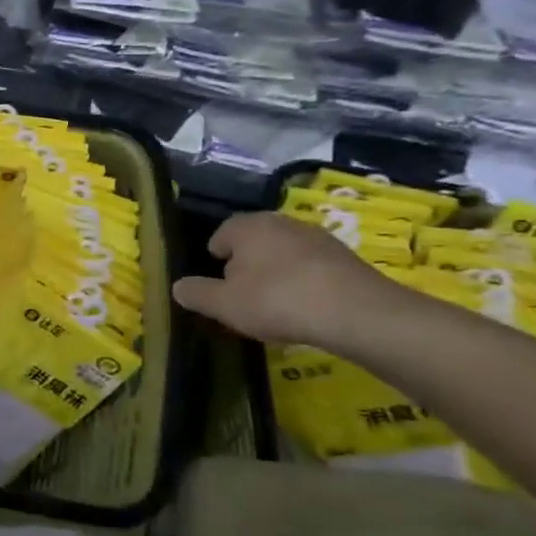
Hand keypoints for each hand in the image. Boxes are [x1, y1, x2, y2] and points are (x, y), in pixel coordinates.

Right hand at [171, 211, 405, 350]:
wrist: (358, 314)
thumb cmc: (277, 301)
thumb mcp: (224, 304)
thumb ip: (197, 294)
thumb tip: (178, 287)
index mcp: (247, 226)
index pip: (220, 235)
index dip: (215, 260)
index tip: (219, 286)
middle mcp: (281, 222)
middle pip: (253, 242)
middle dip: (246, 266)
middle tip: (244, 297)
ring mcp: (317, 237)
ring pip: (283, 253)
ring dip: (276, 274)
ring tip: (276, 305)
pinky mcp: (345, 257)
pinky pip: (311, 267)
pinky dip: (304, 282)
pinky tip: (306, 307)